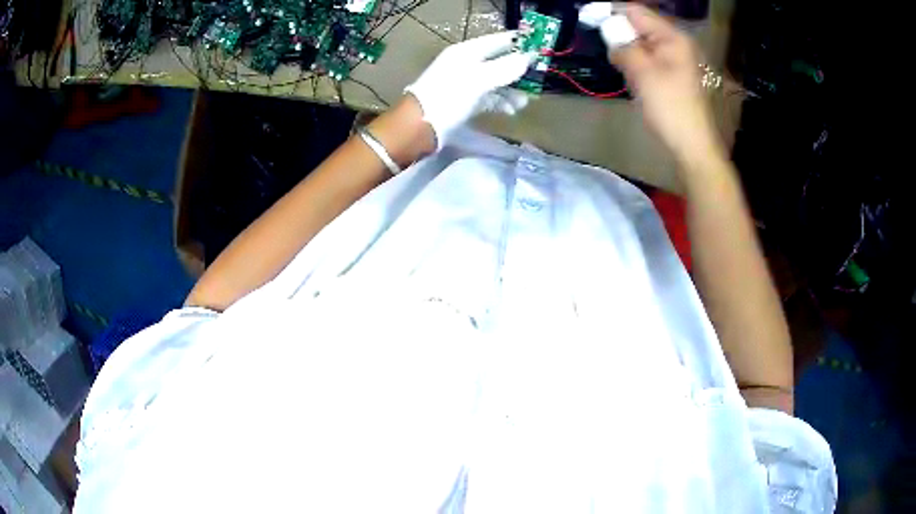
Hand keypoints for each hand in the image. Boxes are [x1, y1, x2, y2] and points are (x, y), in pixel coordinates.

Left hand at [405, 32, 534, 149]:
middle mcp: (467, 63)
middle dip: (519, 70)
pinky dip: (502, 102)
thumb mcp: (479, 80)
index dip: (520, 42)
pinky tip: (512, 110)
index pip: (499, 40)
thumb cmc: (448, 97)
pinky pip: (489, 97)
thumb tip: (529, 57)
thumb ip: (505, 68)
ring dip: (512, 89)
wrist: (419, 127)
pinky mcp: (466, 100)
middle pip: (500, 61)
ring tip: (525, 101)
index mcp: (467, 51)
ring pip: (497, 81)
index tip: (541, 46)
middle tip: (539, 78)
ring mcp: (466, 82)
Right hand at [606, 5, 723, 162]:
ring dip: (626, 51)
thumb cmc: (669, 108)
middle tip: (608, 51)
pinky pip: (648, 58)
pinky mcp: (672, 73)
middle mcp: (675, 42)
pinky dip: (635, 62)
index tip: (587, 18)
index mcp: (672, 37)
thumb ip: (623, 45)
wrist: (691, 144)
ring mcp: (675, 58)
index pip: (636, 11)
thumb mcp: (642, 73)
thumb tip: (608, 29)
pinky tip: (632, 77)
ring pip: (641, 43)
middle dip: (619, 34)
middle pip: (639, 25)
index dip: (610, 12)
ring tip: (622, 69)